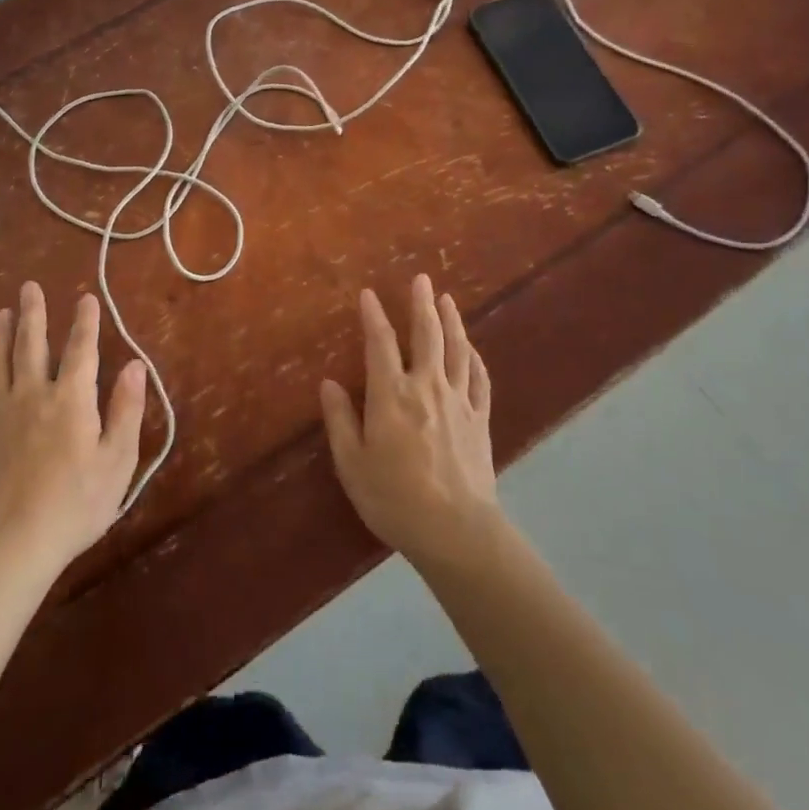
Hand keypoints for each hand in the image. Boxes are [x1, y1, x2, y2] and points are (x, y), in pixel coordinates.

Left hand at [0, 282, 146, 574]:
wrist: (14, 545)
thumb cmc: (76, 504)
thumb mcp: (118, 459)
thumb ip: (127, 408)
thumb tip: (135, 365)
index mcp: (71, 399)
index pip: (81, 349)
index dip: (85, 321)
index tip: (86, 297)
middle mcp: (33, 396)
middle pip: (30, 345)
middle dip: (32, 313)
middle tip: (28, 287)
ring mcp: (0, 417)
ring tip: (1, 314)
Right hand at [320, 274, 500, 570]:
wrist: (456, 531)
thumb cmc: (395, 499)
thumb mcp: (353, 464)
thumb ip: (341, 421)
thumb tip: (328, 383)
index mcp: (392, 395)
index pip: (381, 344)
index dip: (374, 316)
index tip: (369, 294)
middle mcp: (427, 386)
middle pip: (426, 335)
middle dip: (422, 303)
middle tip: (422, 278)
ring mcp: (458, 401)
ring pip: (457, 350)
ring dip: (452, 321)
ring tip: (447, 300)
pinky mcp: (479, 419)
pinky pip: (479, 379)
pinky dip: (475, 358)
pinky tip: (472, 349)